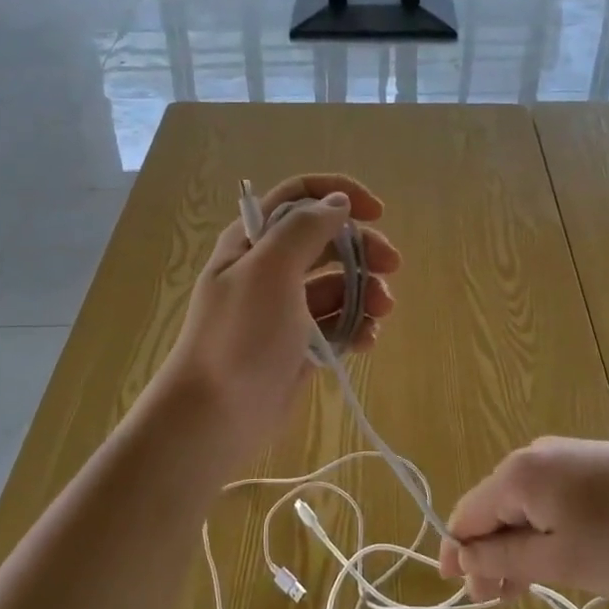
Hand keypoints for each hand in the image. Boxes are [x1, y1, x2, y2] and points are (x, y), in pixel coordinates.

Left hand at [157, 174, 399, 463]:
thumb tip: (338, 202)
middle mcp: (269, 269)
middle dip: (362, 249)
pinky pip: (336, 324)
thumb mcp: (270, 269)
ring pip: (336, 285)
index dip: (338, 194)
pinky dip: (356, 327)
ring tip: (382, 312)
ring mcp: (285, 309)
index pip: (298, 197)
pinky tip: (368, 340)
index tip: (377, 212)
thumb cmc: (241, 334)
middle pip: (326, 241)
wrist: (216, 414)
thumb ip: (305, 228)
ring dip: (365, 292)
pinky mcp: (300, 346)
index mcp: (253, 241)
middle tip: (392, 266)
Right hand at [437, 437, 608, 602]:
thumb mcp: (558, 561)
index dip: (456, 551)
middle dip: (491, 553)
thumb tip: (464, 555)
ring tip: (530, 585)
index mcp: (518, 474)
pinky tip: (564, 555)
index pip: (467, 512)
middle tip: (498, 600)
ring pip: (527, 504)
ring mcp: (570, 456)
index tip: (455, 588)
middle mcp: (536, 456)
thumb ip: (504, 559)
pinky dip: (547, 529)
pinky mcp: (599, 464)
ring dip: (519, 544)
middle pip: (496, 507)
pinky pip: (555, 497)